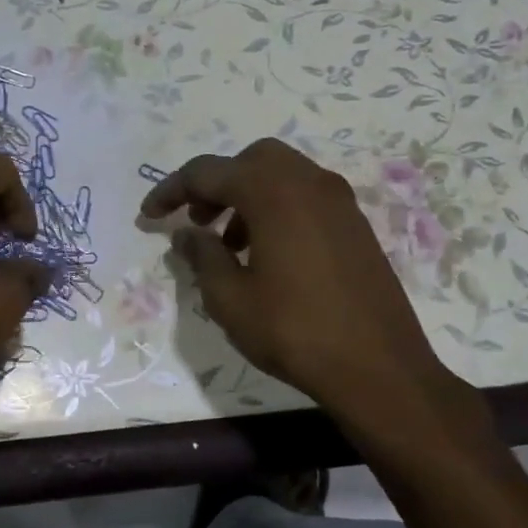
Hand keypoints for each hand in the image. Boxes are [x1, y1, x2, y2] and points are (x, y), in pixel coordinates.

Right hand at [141, 139, 480, 424]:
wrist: (378, 366)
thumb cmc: (294, 331)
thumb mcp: (230, 299)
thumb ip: (202, 257)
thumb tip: (187, 235)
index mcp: (273, 192)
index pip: (208, 172)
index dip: (171, 191)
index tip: (149, 216)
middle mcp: (309, 183)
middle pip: (250, 161)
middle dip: (216, 185)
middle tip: (197, 221)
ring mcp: (339, 202)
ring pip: (281, 177)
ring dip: (246, 198)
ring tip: (228, 245)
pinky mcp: (355, 225)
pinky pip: (305, 197)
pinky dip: (276, 210)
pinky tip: (267, 255)